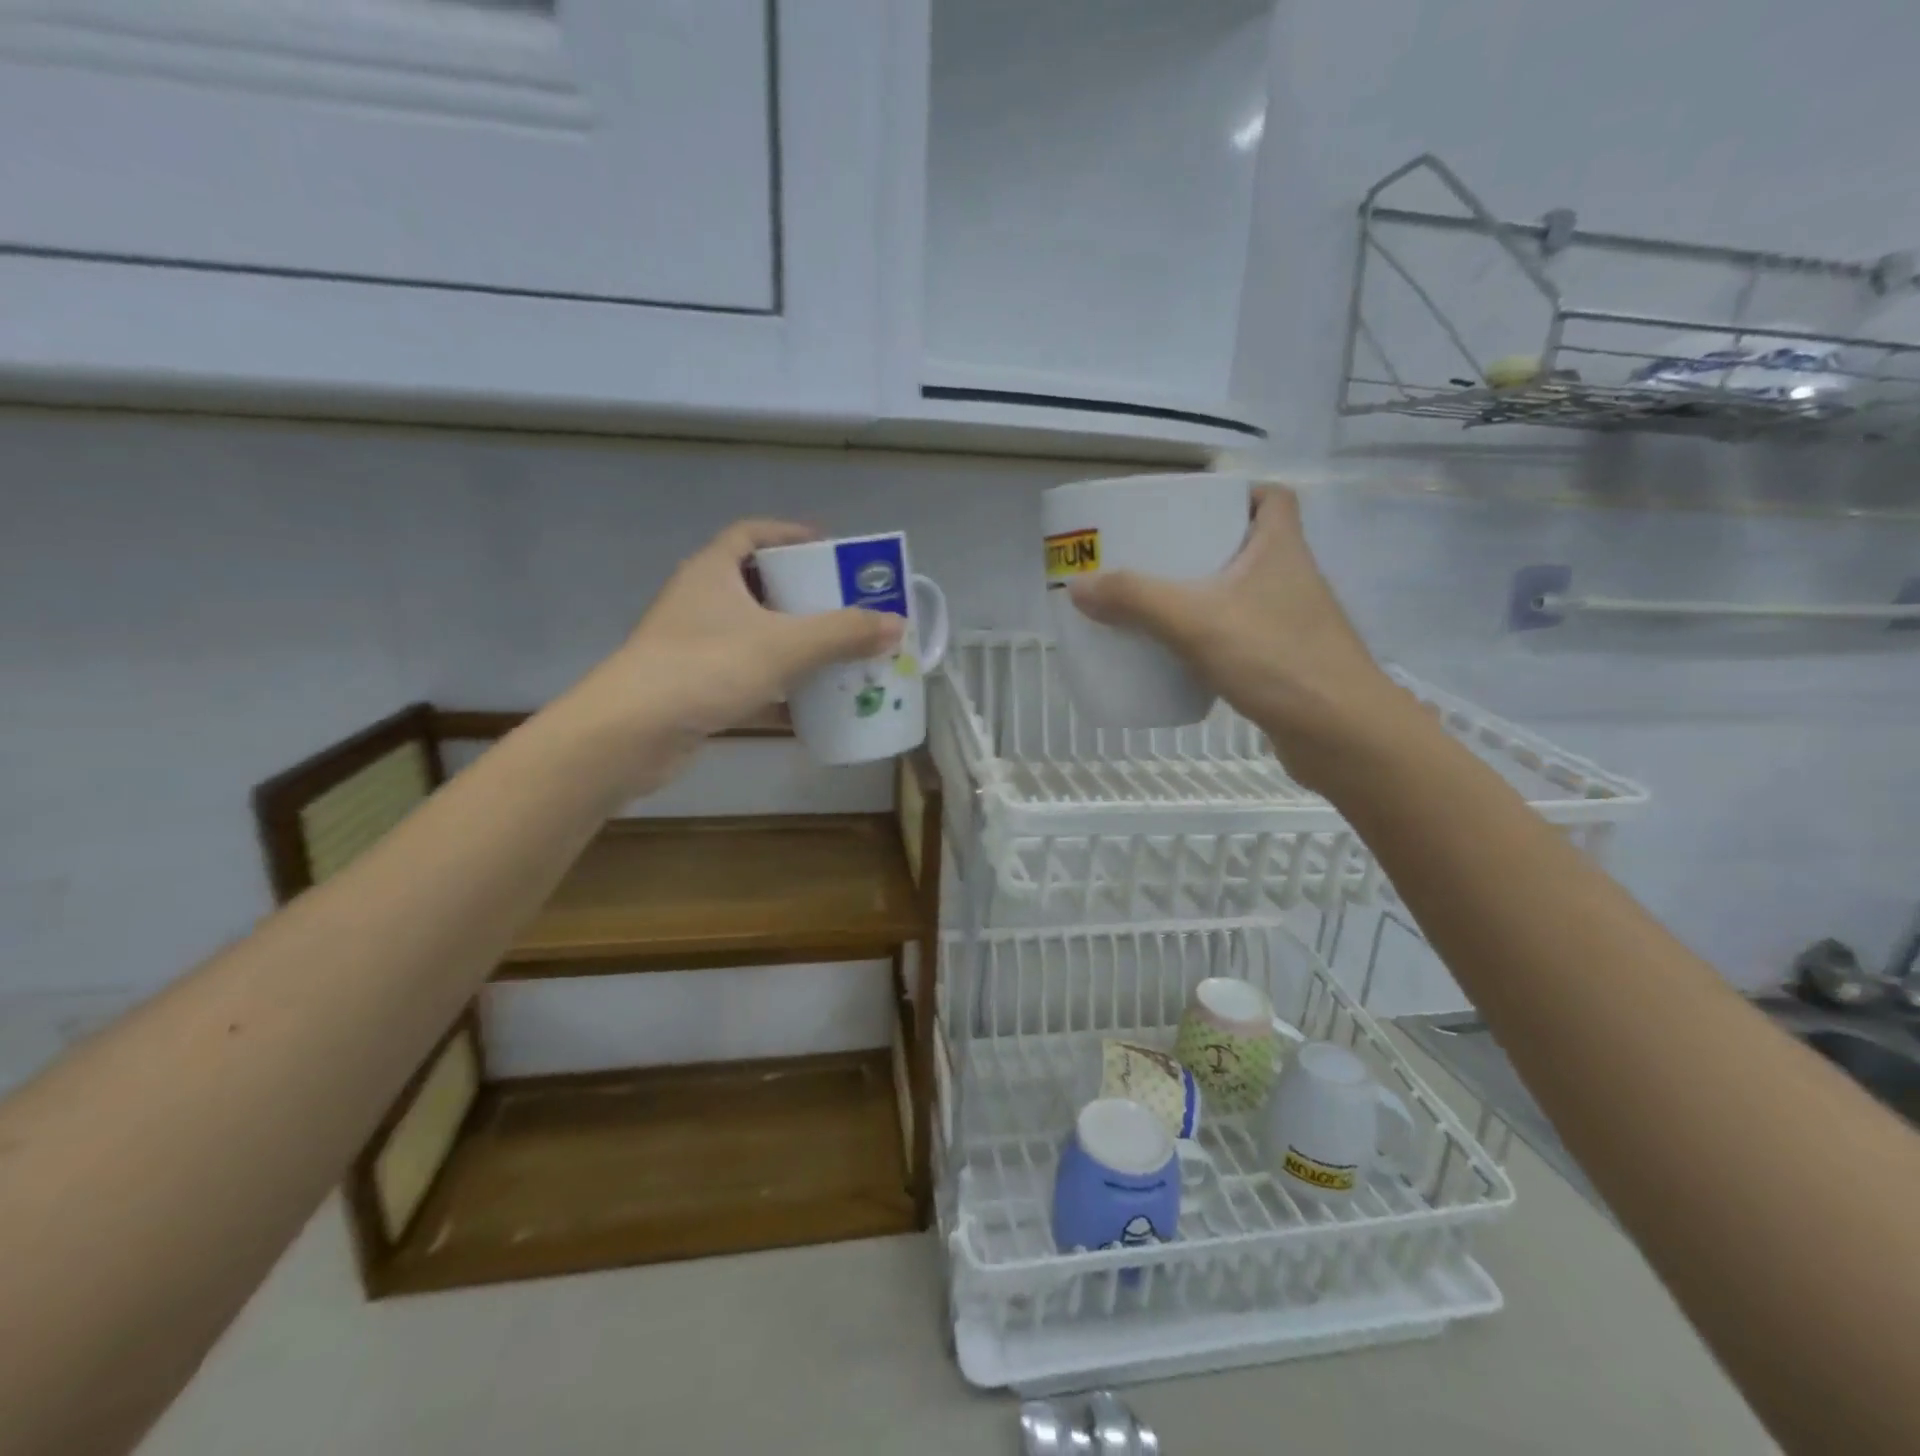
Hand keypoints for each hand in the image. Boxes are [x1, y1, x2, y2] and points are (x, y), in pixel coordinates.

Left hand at [561, 519, 903, 796]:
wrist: (632, 734)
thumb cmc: (706, 667)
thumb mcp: (784, 645)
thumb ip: (842, 633)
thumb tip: (896, 624)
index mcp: (713, 571)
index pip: (753, 534)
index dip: (791, 535)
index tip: (831, 549)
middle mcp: (700, 602)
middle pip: (758, 586)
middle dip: (803, 596)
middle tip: (846, 607)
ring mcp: (694, 646)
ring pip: (754, 635)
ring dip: (793, 644)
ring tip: (837, 654)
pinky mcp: (695, 687)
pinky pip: (747, 677)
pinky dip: (777, 689)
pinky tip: (808, 707)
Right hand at [1067, 486, 1402, 787]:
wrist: (1340, 733)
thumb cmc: (1275, 658)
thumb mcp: (1194, 620)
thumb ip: (1135, 600)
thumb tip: (1078, 586)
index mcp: (1281, 548)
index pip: (1272, 498)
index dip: (1238, 492)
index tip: (1195, 506)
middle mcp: (1292, 578)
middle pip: (1249, 544)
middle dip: (1204, 546)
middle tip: (1157, 556)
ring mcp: (1292, 623)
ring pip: (1244, 593)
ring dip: (1207, 593)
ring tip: (1158, 602)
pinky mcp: (1286, 662)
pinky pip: (1242, 635)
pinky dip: (1214, 637)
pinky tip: (1182, 653)